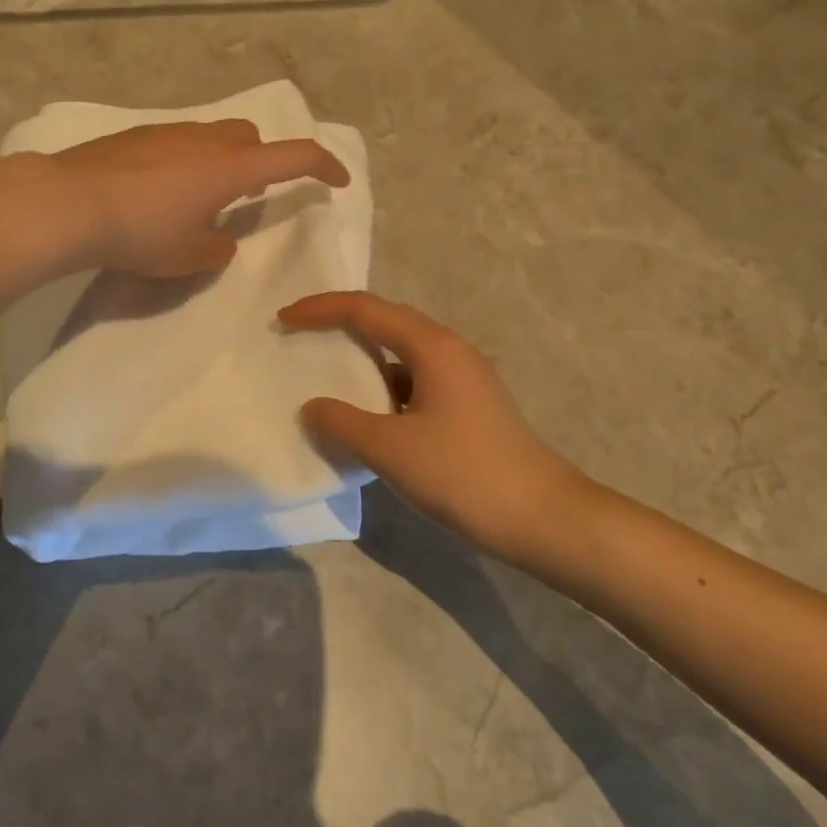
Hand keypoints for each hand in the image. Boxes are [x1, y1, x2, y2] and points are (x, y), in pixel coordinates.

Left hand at [47, 119, 348, 277]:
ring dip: (222, 160)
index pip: (295, 156)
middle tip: (249, 195)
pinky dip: (187, 160)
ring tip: (201, 197)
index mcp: (232, 167)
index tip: (338, 181)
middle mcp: (206, 139)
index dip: (324, 167)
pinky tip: (160, 190)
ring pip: (213, 135)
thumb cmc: (141, 233)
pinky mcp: (136, 135)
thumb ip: (218, 249)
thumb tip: (219, 241)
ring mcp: (169, 131)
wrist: (70, 203)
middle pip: (252, 136)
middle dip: (263, 160)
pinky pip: (179, 140)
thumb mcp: (189, 256)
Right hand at [279, 291, 599, 572]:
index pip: (365, 309)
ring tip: (326, 375)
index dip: (319, 309)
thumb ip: (342, 423)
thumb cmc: (464, 474)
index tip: (283, 320)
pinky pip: (414, 381)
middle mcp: (449, 350)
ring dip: (362, 359)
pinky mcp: (468, 406)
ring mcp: (463, 378)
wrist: (543, 518)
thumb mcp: (391, 449)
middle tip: (299, 337)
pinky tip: (366, 417)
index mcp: (432, 346)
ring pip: (401, 354)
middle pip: (385, 321)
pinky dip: (382, 389)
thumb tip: (311, 407)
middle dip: (339, 325)